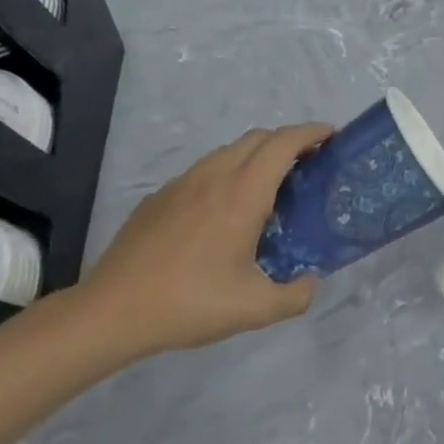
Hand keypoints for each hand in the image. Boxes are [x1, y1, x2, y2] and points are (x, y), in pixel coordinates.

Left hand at [74, 123, 333, 357]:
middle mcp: (214, 177)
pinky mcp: (159, 197)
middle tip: (308, 164)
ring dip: (256, 155)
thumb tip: (310, 282)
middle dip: (288, 140)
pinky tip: (224, 210)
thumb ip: (296, 295)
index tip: (331, 137)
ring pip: (228, 151)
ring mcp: (182, 183)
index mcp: (242, 194)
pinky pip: (204, 170)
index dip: (311, 132)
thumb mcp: (256, 309)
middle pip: (258, 137)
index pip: (283, 143)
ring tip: (269, 186)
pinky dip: (227, 173)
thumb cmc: (189, 303)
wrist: (112, 311)